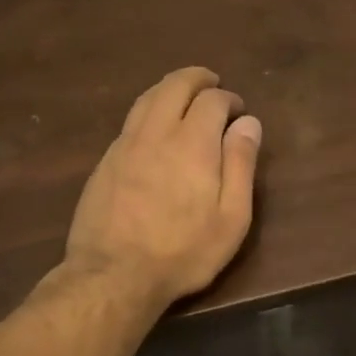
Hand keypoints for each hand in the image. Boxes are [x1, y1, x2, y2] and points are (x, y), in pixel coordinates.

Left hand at [64, 67, 261, 307]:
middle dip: (198, 79)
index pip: (212, 100)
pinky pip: (131, 120)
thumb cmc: (183, 251)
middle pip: (175, 85)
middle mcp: (157, 132)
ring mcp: (125, 145)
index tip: (239, 112)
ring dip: (170, 88)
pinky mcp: (105, 161)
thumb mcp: (231, 217)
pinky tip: (155, 127)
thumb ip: (241, 164)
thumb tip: (249, 123)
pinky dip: (149, 109)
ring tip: (185, 95)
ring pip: (147, 98)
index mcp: (193, 142)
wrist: (113, 275)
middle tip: (213, 85)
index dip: (229, 99)